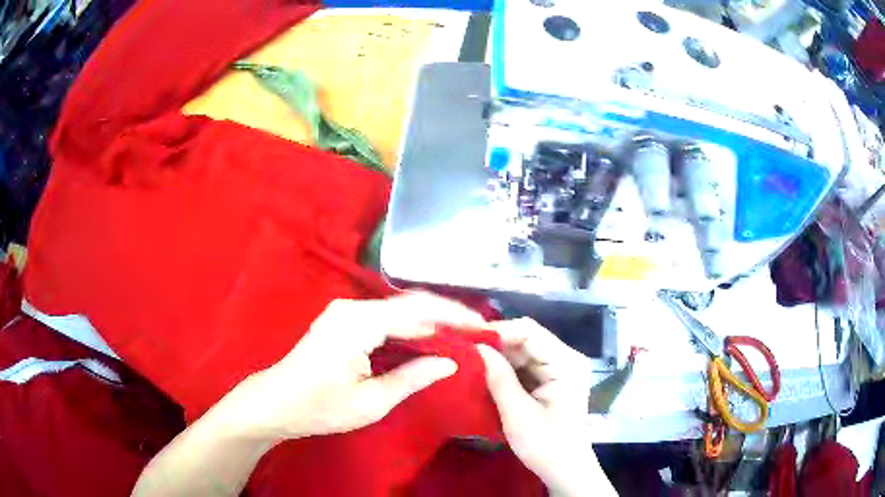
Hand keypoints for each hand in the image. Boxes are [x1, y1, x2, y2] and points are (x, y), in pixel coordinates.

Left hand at [235, 293, 486, 439]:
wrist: (277, 402)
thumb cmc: (321, 407)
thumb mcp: (371, 401)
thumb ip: (413, 377)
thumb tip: (451, 362)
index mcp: (359, 322)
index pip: (418, 311)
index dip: (454, 318)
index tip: (484, 328)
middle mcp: (354, 307)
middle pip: (411, 305)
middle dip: (447, 316)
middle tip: (479, 331)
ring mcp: (347, 310)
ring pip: (400, 310)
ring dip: (431, 321)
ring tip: (463, 334)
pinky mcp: (345, 319)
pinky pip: (387, 318)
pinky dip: (412, 327)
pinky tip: (430, 338)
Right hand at [477, 318, 615, 496]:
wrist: (565, 470)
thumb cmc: (546, 445)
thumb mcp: (518, 414)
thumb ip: (499, 378)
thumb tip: (476, 347)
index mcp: (566, 363)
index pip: (529, 332)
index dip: (497, 330)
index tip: (466, 337)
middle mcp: (565, 358)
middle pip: (526, 339)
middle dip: (494, 342)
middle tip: (460, 347)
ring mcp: (558, 369)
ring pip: (522, 351)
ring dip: (496, 355)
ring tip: (466, 357)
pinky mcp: (550, 380)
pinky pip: (523, 365)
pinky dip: (503, 368)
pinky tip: (482, 371)